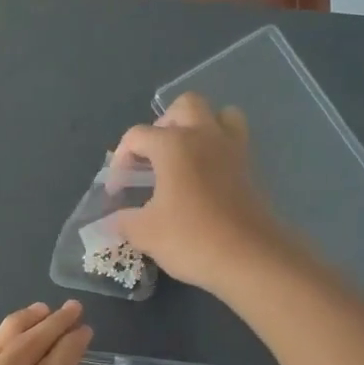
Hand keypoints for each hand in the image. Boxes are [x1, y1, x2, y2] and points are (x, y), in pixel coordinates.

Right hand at [111, 93, 292, 293]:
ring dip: (200, 127)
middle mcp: (205, 136)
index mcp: (174, 144)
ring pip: (220, 115)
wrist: (250, 258)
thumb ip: (124, 220)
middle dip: (164, 124)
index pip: (137, 136)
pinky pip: (234, 142)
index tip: (116, 191)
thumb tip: (113, 219)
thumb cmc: (191, 238)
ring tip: (185, 157)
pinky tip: (205, 179)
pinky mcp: (251, 169)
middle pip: (184, 106)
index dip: (120, 160)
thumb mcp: (145, 233)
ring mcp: (233, 150)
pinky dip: (218, 150)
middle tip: (153, 157)